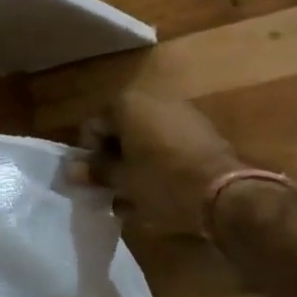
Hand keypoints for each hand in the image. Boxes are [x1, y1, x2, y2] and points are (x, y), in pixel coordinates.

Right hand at [80, 92, 243, 236]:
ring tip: (137, 196)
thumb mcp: (123, 181)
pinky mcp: (203, 131)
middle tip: (114, 189)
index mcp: (127, 105)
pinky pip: (169, 144)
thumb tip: (71, 169)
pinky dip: (160, 163)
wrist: (225, 194)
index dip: (89, 155)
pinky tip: (162, 190)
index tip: (95, 181)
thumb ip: (96, 171)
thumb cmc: (162, 182)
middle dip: (114, 159)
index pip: (92, 127)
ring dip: (137, 163)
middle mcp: (153, 99)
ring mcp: (181, 113)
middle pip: (120, 130)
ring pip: (145, 139)